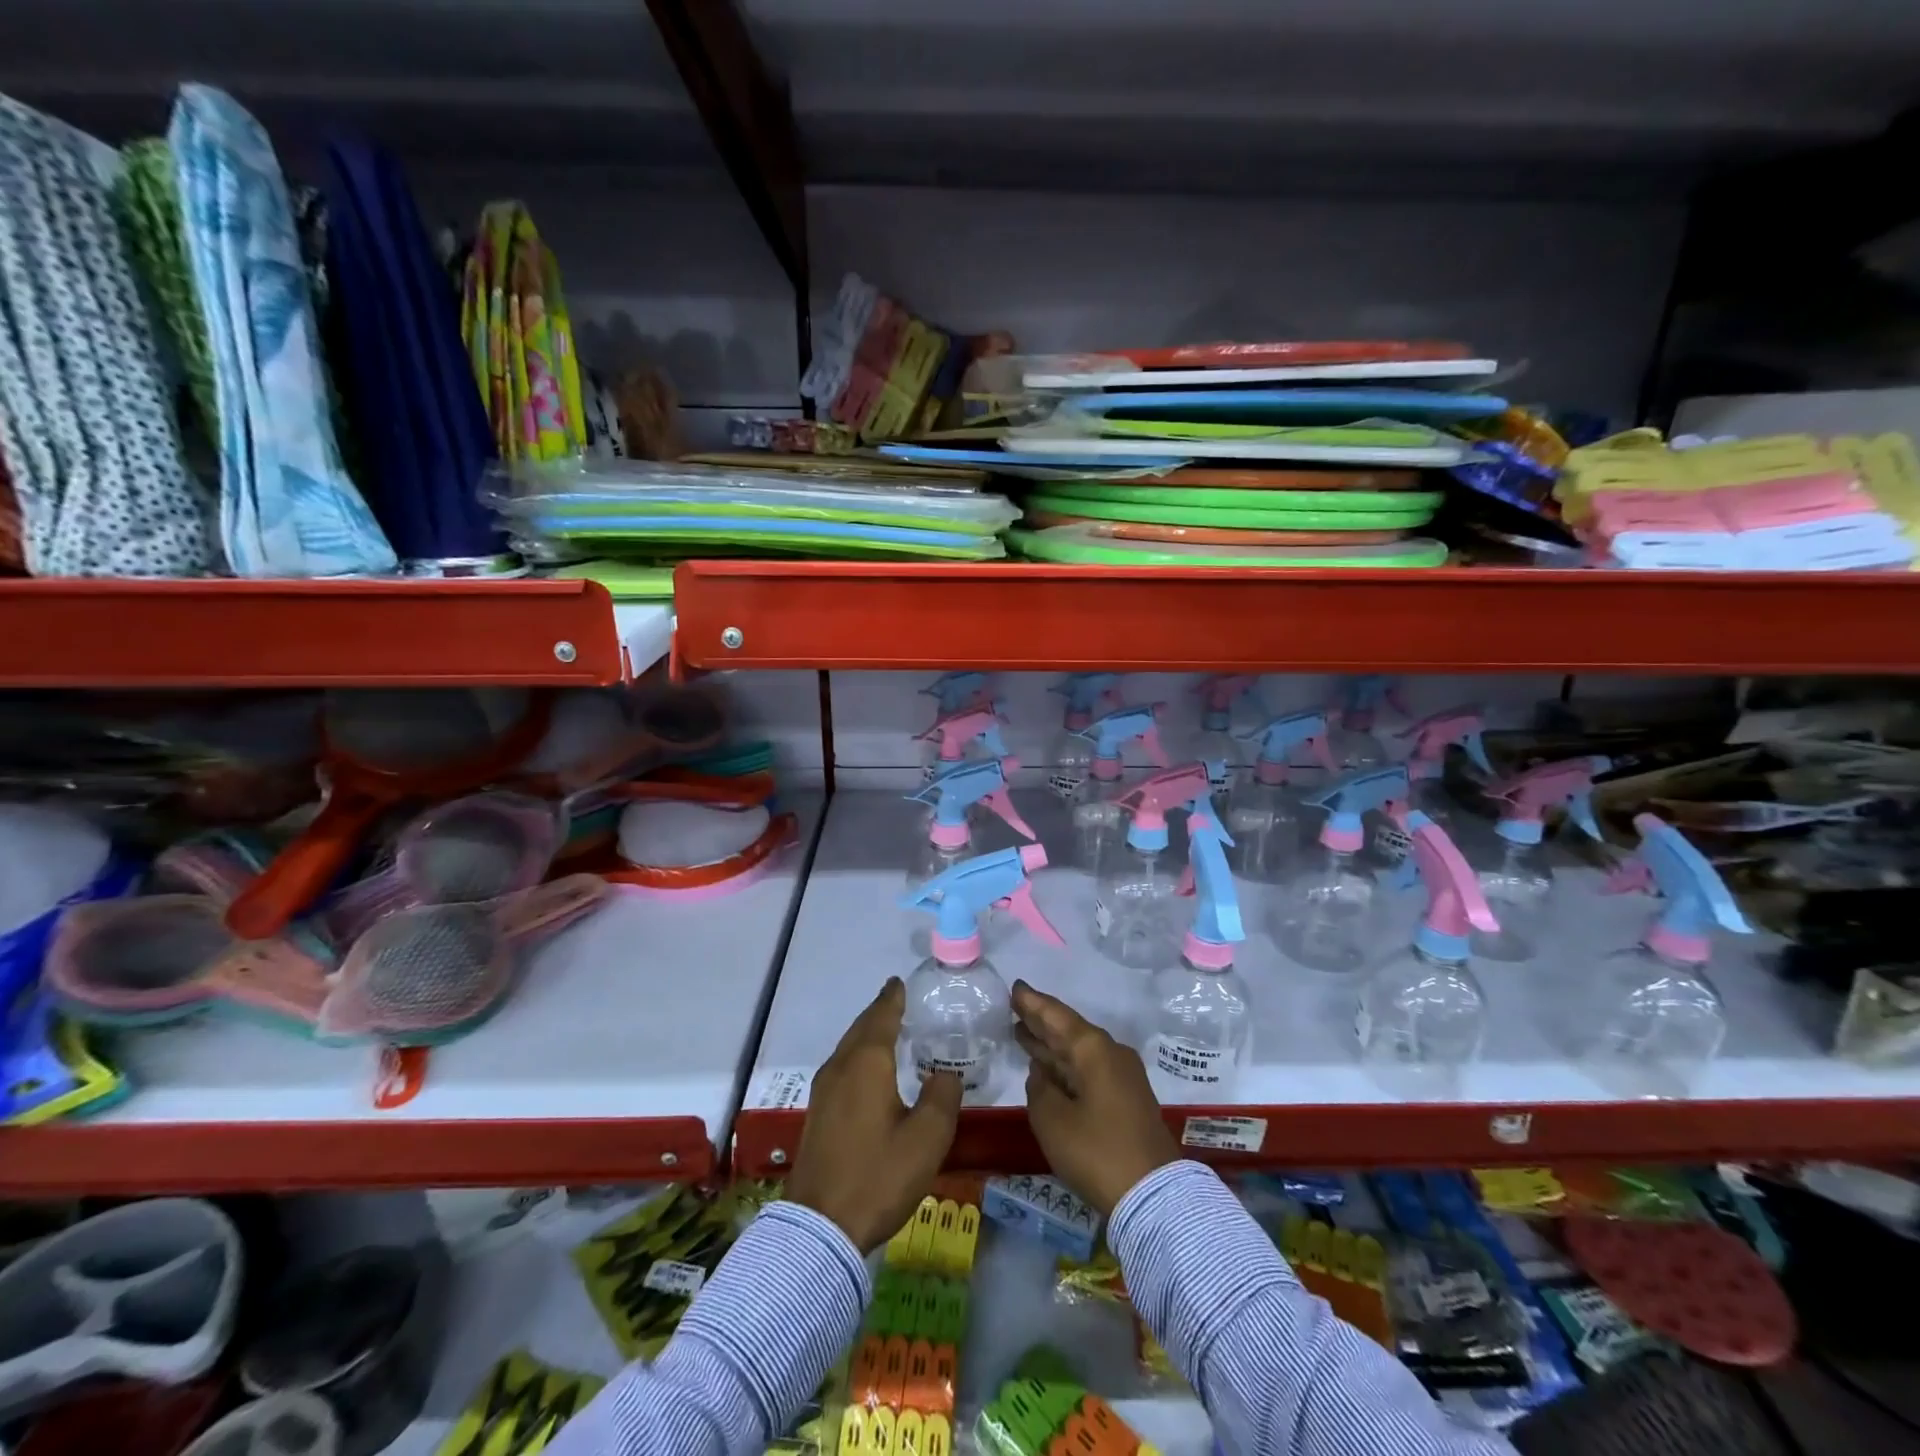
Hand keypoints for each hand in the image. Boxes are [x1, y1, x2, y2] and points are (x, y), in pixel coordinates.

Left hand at [785, 978, 962, 1252]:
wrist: (821, 1228)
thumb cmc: (879, 1175)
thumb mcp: (927, 1138)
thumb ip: (943, 1096)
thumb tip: (946, 1073)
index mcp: (867, 1063)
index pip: (882, 1016)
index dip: (893, 998)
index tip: (900, 982)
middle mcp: (841, 1067)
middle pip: (861, 1028)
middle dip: (879, 1012)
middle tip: (899, 1001)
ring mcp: (824, 1090)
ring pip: (848, 1048)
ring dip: (867, 1035)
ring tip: (889, 1032)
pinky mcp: (818, 1113)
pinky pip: (842, 1068)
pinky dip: (859, 1057)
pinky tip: (870, 1073)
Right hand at [1013, 981, 1180, 1216]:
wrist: (1154, 1195)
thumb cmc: (1097, 1151)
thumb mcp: (1053, 1120)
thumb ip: (1039, 1090)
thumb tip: (1041, 1075)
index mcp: (1093, 1049)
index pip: (1057, 1016)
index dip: (1033, 1003)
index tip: (1016, 987)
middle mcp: (1110, 1054)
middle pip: (1069, 1031)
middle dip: (1041, 1022)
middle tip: (1016, 1008)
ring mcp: (1122, 1077)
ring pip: (1079, 1052)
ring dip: (1052, 1045)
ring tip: (1023, 1033)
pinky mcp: (1126, 1099)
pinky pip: (1088, 1070)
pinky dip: (1065, 1066)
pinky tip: (1047, 1069)